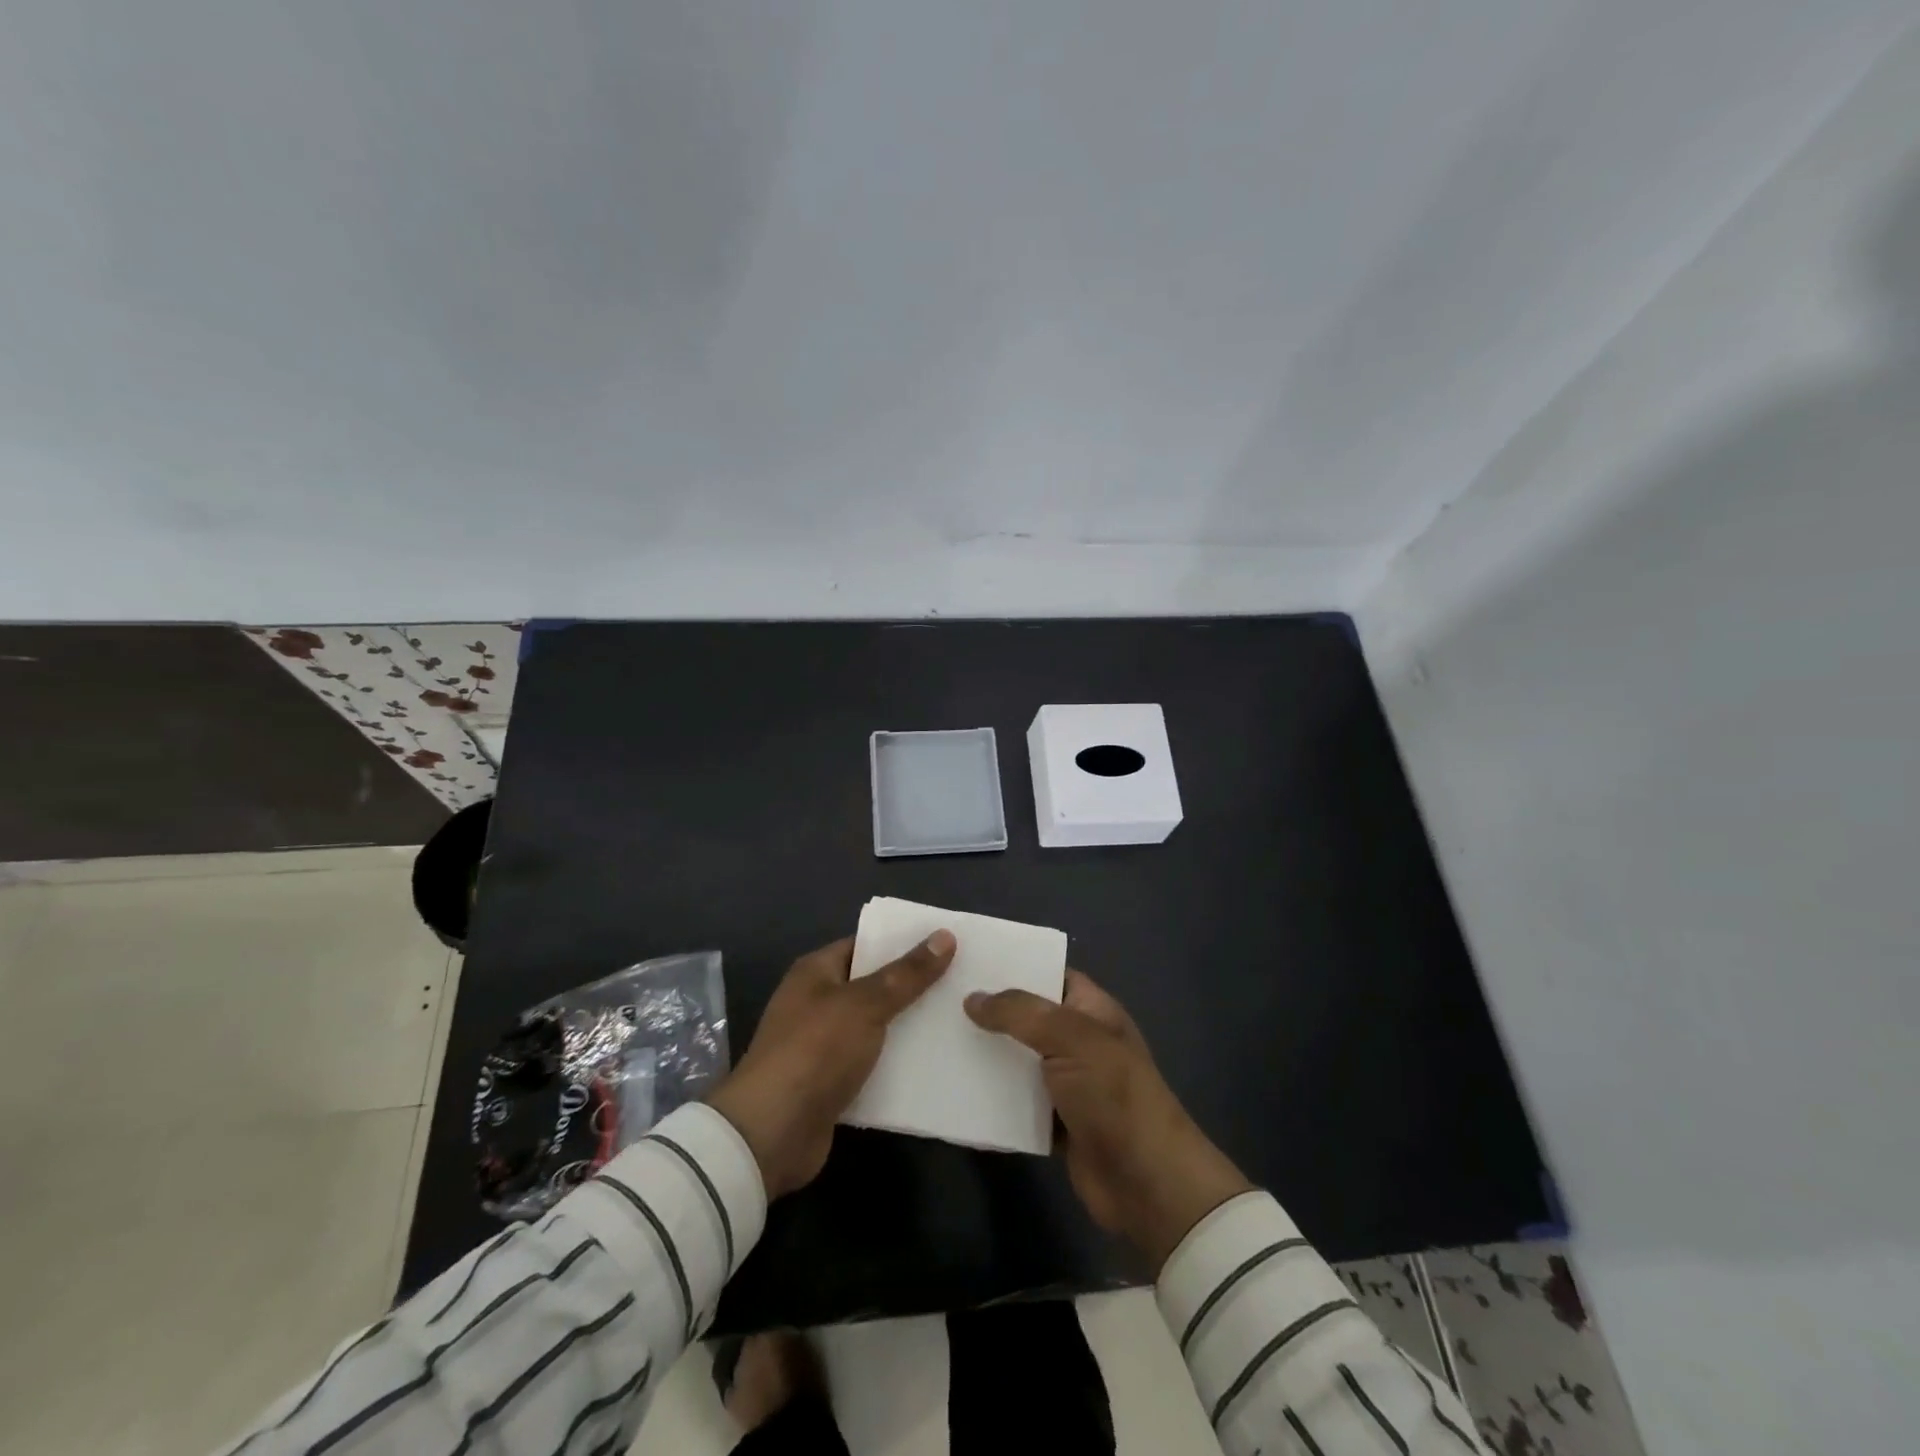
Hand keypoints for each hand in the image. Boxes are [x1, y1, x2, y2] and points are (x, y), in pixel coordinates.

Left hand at [708, 931, 954, 1198]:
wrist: (772, 1133)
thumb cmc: (815, 1051)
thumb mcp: (865, 1004)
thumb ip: (906, 974)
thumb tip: (945, 936)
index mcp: (816, 972)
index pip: (865, 945)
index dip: (903, 942)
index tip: (946, 943)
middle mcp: (817, 1002)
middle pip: (873, 986)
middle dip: (913, 985)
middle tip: (962, 980)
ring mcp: (823, 1045)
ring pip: (876, 1027)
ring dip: (909, 1026)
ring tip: (959, 1018)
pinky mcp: (833, 1083)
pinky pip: (873, 1063)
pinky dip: (898, 1063)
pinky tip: (936, 1062)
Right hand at [965, 971, 1252, 1270]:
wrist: (1146, 1183)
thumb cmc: (1114, 1095)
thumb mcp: (1071, 1037)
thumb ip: (1020, 1013)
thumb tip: (973, 998)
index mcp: (1093, 1010)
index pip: (1051, 974)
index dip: (1015, 966)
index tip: (970, 960)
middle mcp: (1079, 1041)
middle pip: (1028, 1018)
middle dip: (991, 1011)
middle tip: (940, 998)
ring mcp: (1067, 1084)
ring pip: (1018, 1060)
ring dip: (986, 1055)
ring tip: (937, 1038)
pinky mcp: (1054, 1123)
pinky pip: (1015, 1102)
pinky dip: (991, 1098)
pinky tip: (954, 1087)